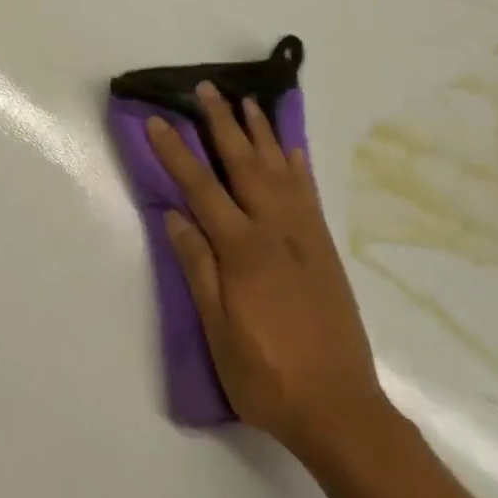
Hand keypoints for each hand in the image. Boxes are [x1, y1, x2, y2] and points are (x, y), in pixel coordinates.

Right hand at [146, 83, 391, 458]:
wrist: (340, 408)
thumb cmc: (267, 375)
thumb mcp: (218, 330)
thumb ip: (198, 268)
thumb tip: (175, 217)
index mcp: (243, 251)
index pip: (201, 189)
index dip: (176, 153)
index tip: (158, 121)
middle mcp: (276, 231)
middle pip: (244, 164)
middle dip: (222, 124)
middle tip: (207, 89)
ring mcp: (305, 236)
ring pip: (280, 170)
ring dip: (261, 133)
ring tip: (248, 102)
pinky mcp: (325, 248)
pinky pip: (309, 193)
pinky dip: (298, 165)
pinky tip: (291, 148)